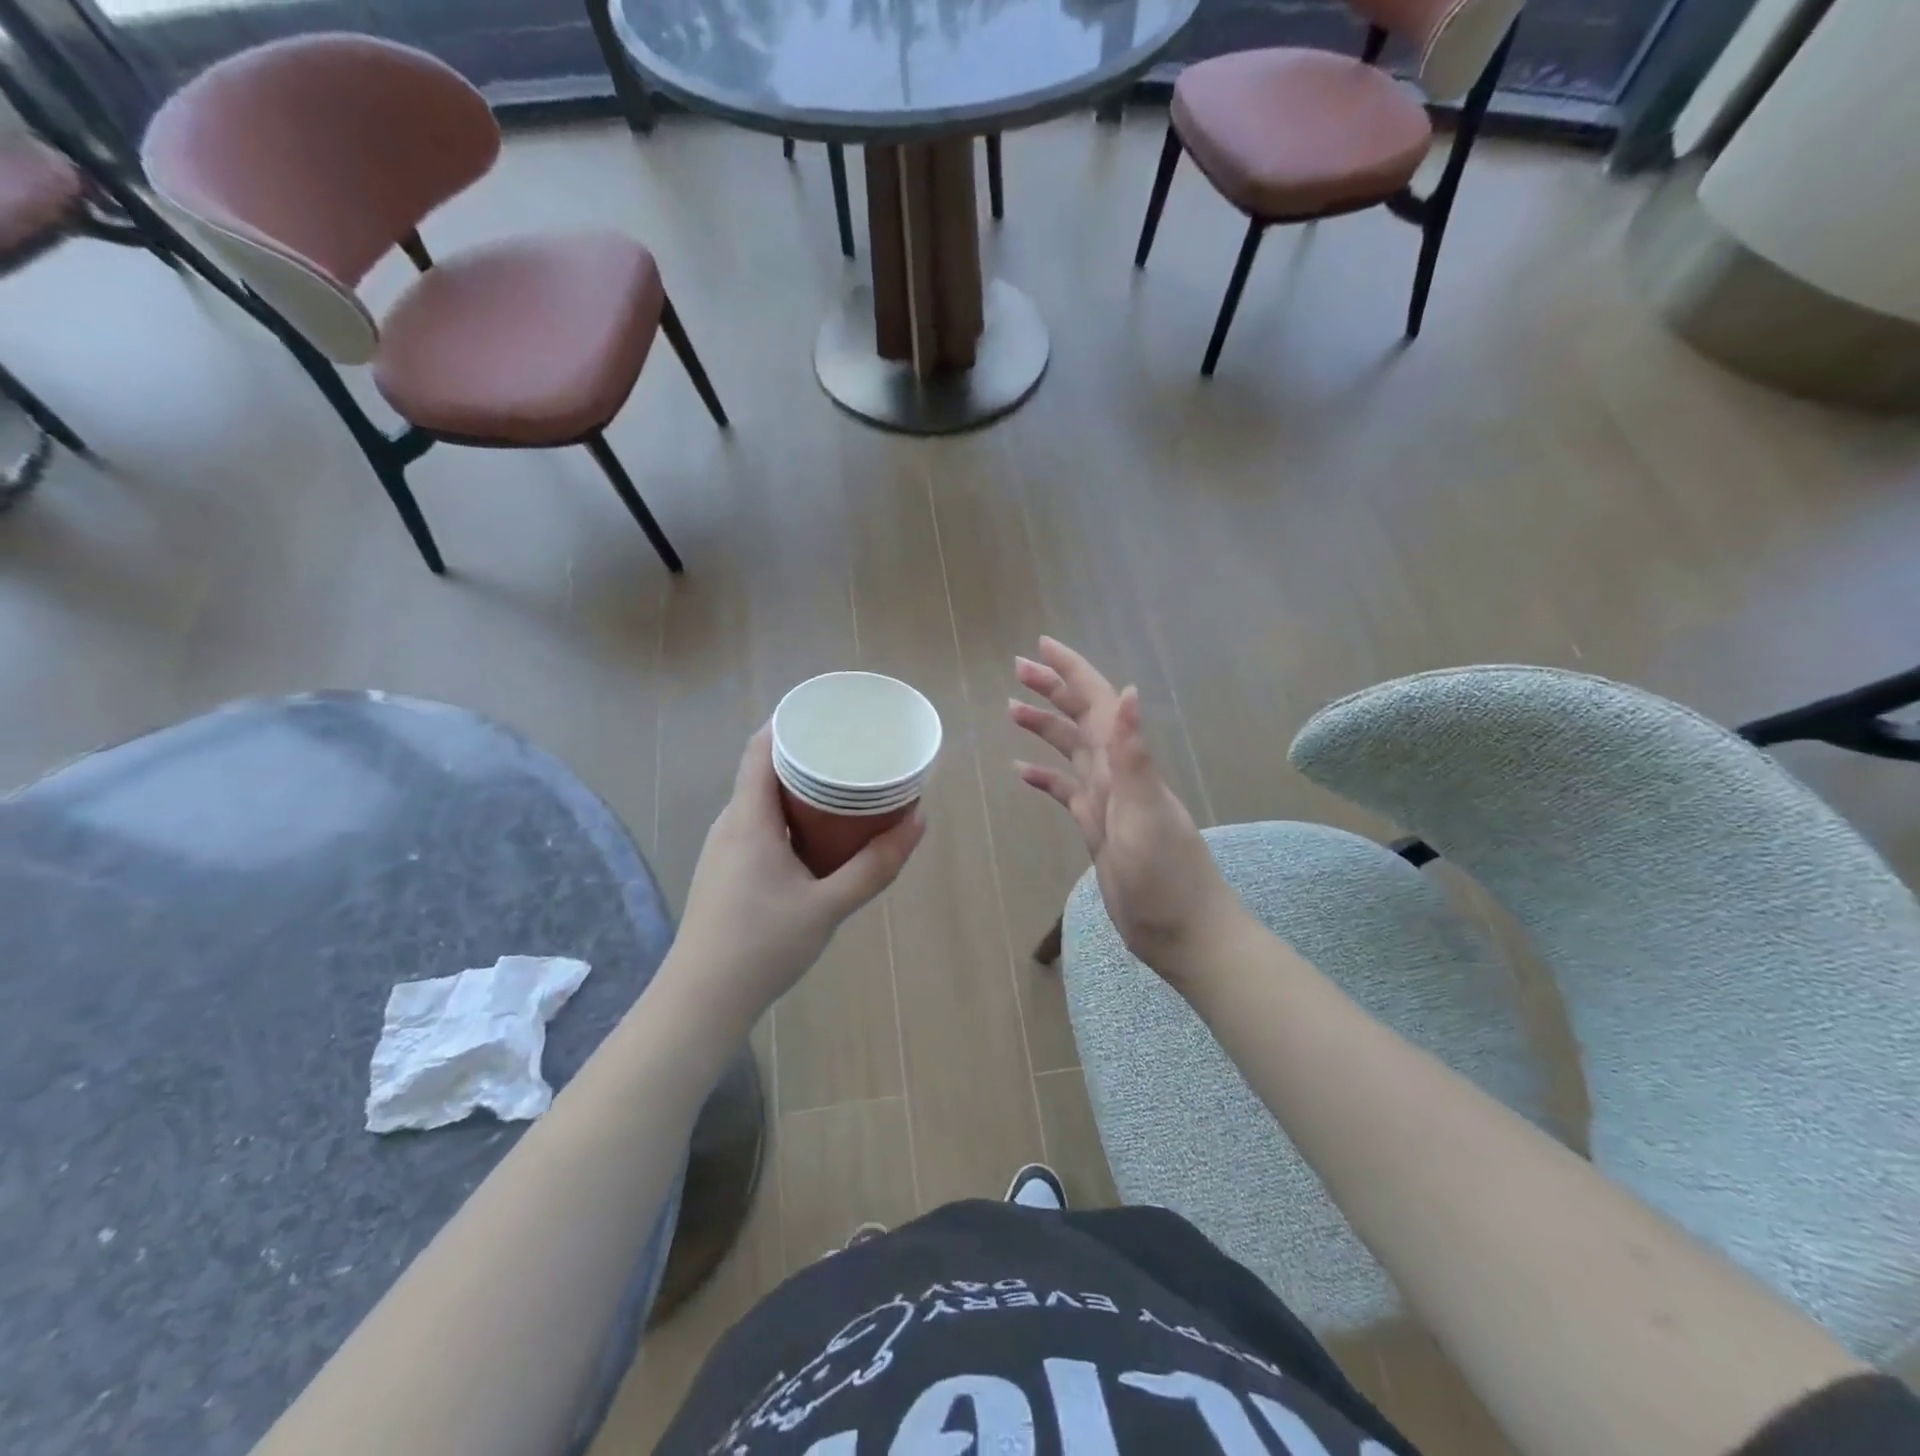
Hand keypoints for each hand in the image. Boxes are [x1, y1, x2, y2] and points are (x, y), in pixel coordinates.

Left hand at [667, 727, 924, 1035]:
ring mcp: (726, 849)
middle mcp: (731, 825)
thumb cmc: (761, 947)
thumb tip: (918, 821)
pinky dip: (791, 815)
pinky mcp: (728, 871)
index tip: (830, 713)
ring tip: (843, 784)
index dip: (791, 722)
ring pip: (763, 800)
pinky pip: (761, 825)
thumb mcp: (828, 907)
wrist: (701, 1002)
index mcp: (749, 820)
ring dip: (799, 787)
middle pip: (764, 769)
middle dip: (806, 753)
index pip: (761, 749)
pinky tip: (819, 832)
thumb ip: (875, 866)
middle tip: (851, 748)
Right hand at [1011, 638, 1242, 982]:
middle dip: (1053, 688)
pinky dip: (1046, 778)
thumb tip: (1127, 691)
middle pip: (1081, 718)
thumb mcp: (1145, 814)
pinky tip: (1023, 773)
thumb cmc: (1166, 877)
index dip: (1071, 671)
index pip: (1096, 703)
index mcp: (1125, 765)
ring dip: (1046, 728)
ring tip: (1012, 710)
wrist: (1184, 932)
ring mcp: (1107, 802)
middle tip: (1018, 668)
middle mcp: (1116, 774)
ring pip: (1072, 751)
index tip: (1041, 645)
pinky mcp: (1098, 829)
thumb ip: (1133, 755)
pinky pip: (1067, 793)